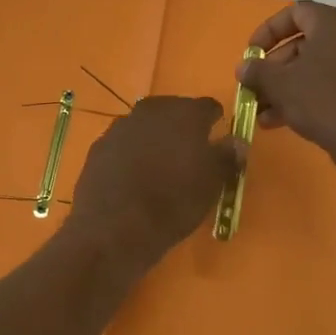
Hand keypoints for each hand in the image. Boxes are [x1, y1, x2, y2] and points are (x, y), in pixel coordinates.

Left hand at [66, 96, 239, 271]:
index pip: (208, 107)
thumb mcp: (212, 184)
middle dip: (181, 128)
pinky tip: (133, 177)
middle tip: (188, 154)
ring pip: (145, 126)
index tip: (217, 140)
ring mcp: (120, 127)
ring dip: (154, 139)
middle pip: (173, 111)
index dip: (214, 122)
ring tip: (160, 167)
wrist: (115, 227)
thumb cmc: (174, 202)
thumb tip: (237, 141)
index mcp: (185, 113)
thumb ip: (227, 157)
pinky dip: (131, 154)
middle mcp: (151, 111)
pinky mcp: (98, 147)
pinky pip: (123, 144)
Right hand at [239, 1, 335, 171]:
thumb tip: (244, 67)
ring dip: (283, 86)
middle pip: (302, 43)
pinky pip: (328, 84)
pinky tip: (278, 122)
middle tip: (254, 86)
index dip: (268, 30)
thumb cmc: (320, 100)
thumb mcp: (279, 84)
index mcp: (333, 24)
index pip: (295, 12)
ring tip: (260, 111)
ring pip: (313, 67)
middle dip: (273, 67)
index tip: (252, 53)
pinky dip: (304, 96)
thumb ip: (257, 71)